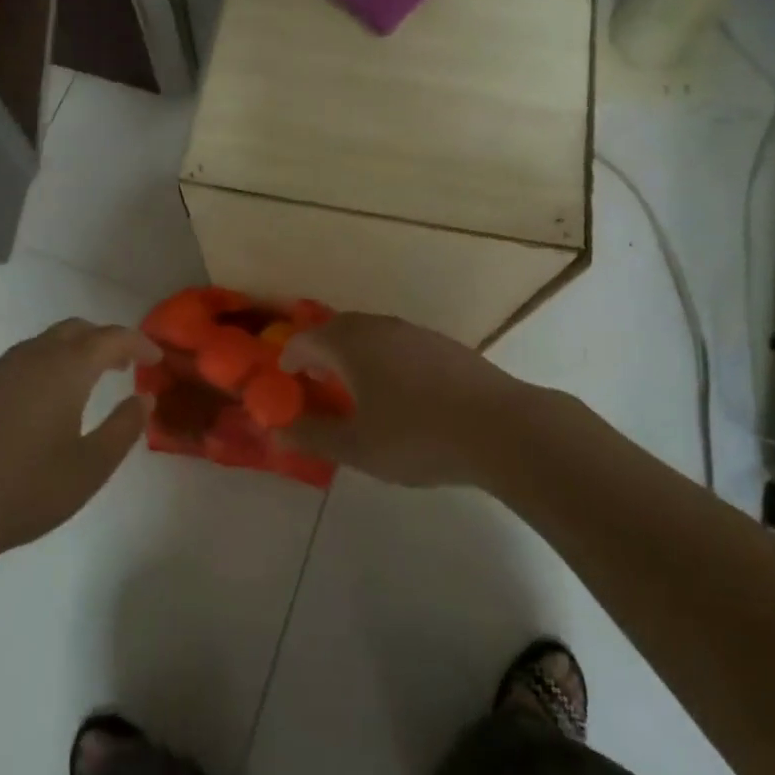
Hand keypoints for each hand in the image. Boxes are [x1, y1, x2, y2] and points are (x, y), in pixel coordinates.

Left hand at [0, 319, 156, 564]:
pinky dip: (42, 369)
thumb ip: (124, 428)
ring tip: (86, 383)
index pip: (111, 337)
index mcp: (64, 370)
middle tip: (123, 366)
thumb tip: (145, 398)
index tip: (155, 359)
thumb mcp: (90, 468)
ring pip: (43, 344)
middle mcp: (31, 358)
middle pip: (75, 330)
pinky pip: (17, 364)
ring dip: (71, 353)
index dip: (138, 343)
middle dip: (104, 341)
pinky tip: (39, 406)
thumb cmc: (25, 491)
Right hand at [279, 313, 527, 486]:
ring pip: (371, 332)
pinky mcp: (443, 344)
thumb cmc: (416, 436)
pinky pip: (398, 341)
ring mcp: (414, 332)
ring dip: (353, 352)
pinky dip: (383, 356)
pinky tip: (397, 387)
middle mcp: (379, 327)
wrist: (498, 426)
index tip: (284, 377)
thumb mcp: (357, 447)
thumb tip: (277, 429)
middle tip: (315, 378)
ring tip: (354, 384)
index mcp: (351, 344)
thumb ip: (314, 435)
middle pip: (339, 329)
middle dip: (321, 350)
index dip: (291, 357)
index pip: (308, 340)